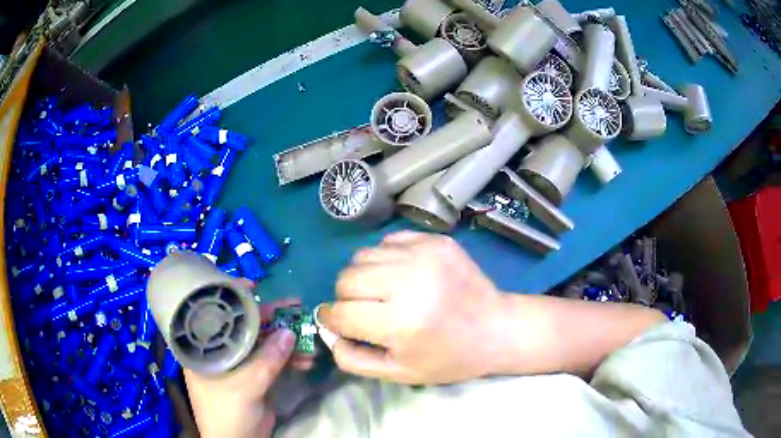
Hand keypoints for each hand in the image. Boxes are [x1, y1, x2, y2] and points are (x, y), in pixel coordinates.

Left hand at [185, 297, 314, 437]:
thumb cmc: (227, 412)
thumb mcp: (246, 386)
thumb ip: (267, 360)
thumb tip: (289, 332)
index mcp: (204, 349)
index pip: (216, 316)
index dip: (233, 299)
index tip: (253, 286)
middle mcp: (219, 352)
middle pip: (244, 328)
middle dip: (271, 320)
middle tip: (296, 308)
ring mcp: (237, 364)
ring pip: (261, 344)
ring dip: (285, 342)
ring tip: (308, 341)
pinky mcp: (253, 376)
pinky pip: (271, 360)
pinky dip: (288, 359)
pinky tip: (306, 361)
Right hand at [318, 231, 504, 384]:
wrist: (496, 328)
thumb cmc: (449, 358)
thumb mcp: (399, 373)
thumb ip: (353, 358)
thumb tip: (329, 332)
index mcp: (400, 322)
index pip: (340, 313)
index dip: (333, 320)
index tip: (339, 323)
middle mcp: (409, 281)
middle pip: (346, 279)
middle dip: (346, 298)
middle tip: (366, 310)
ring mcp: (423, 254)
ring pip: (361, 257)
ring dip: (364, 277)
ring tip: (384, 292)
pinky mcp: (434, 240)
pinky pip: (387, 242)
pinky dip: (385, 259)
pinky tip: (402, 276)